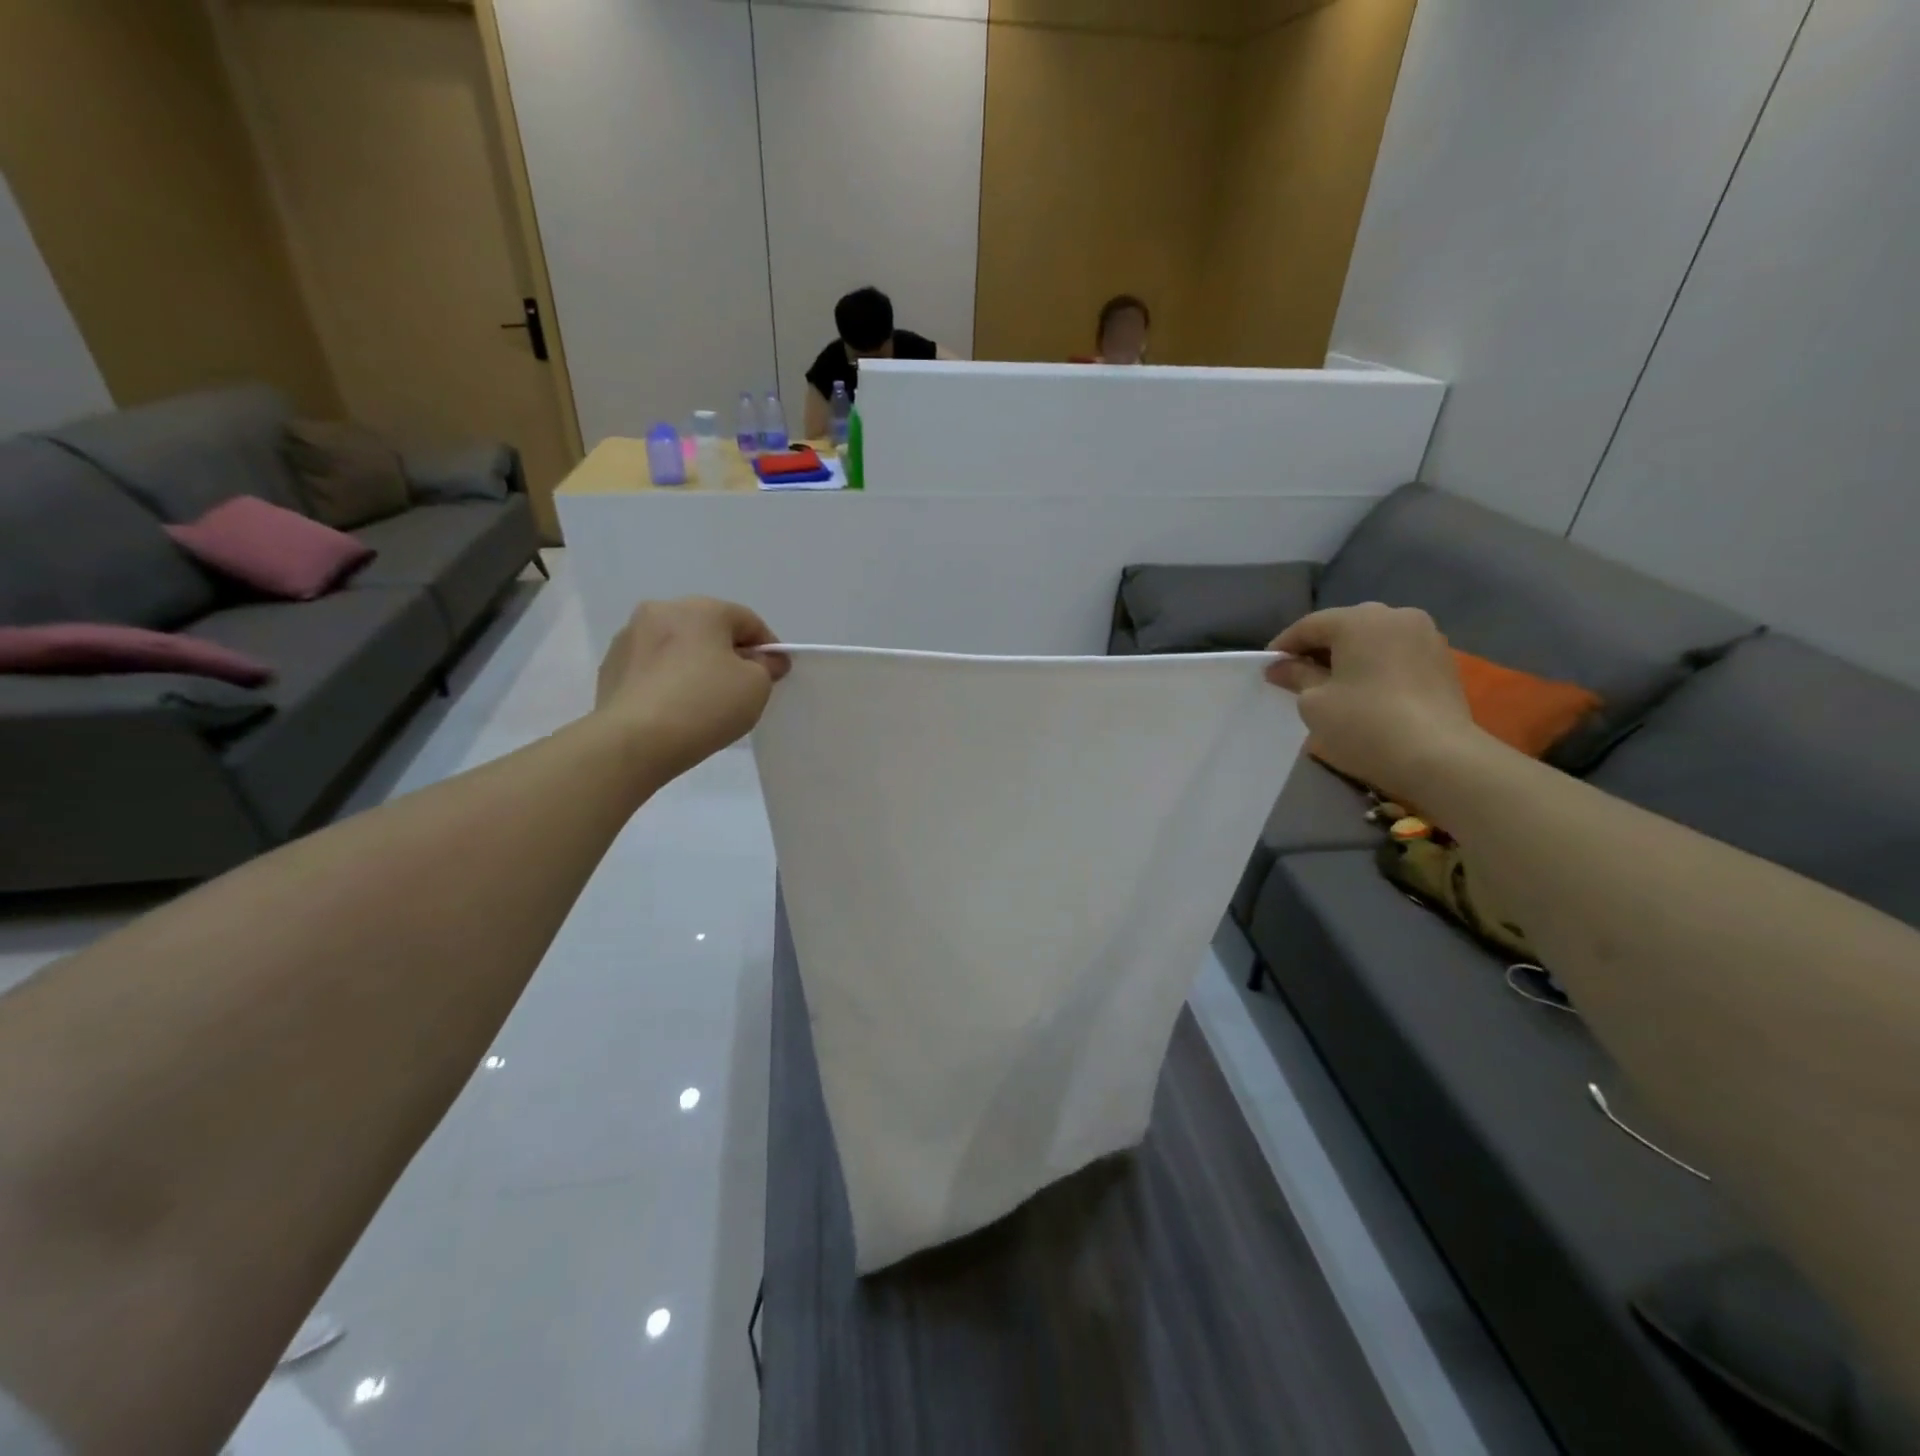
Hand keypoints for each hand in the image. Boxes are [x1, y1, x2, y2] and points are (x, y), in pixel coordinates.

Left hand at [595, 598, 788, 778]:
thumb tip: (764, 659)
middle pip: (709, 629)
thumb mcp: (756, 686)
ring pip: (677, 647)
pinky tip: (675, 709)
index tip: (775, 675)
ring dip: (695, 665)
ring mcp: (629, 638)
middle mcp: (661, 611)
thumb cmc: (704, 704)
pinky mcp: (610, 668)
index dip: (767, 647)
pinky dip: (669, 681)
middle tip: (741, 688)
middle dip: (728, 654)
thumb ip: (766, 666)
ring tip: (704, 701)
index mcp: (700, 608)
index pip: (747, 621)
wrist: (634, 741)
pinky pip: (652, 668)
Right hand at [1265, 604, 1489, 802]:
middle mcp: (1396, 616)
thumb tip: (1280, 667)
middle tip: (1297, 675)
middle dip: (1319, 648)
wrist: (1439, 757)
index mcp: (1360, 619)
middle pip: (1345, 627)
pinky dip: (1376, 667)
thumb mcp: (1314, 702)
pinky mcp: (1443, 661)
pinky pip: (1397, 655)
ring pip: (1374, 640)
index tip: (1268, 668)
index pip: (1309, 625)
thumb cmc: (1364, 723)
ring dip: (1350, 657)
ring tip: (1332, 684)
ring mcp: (1426, 637)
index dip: (1284, 646)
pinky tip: (1365, 691)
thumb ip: (1296, 676)